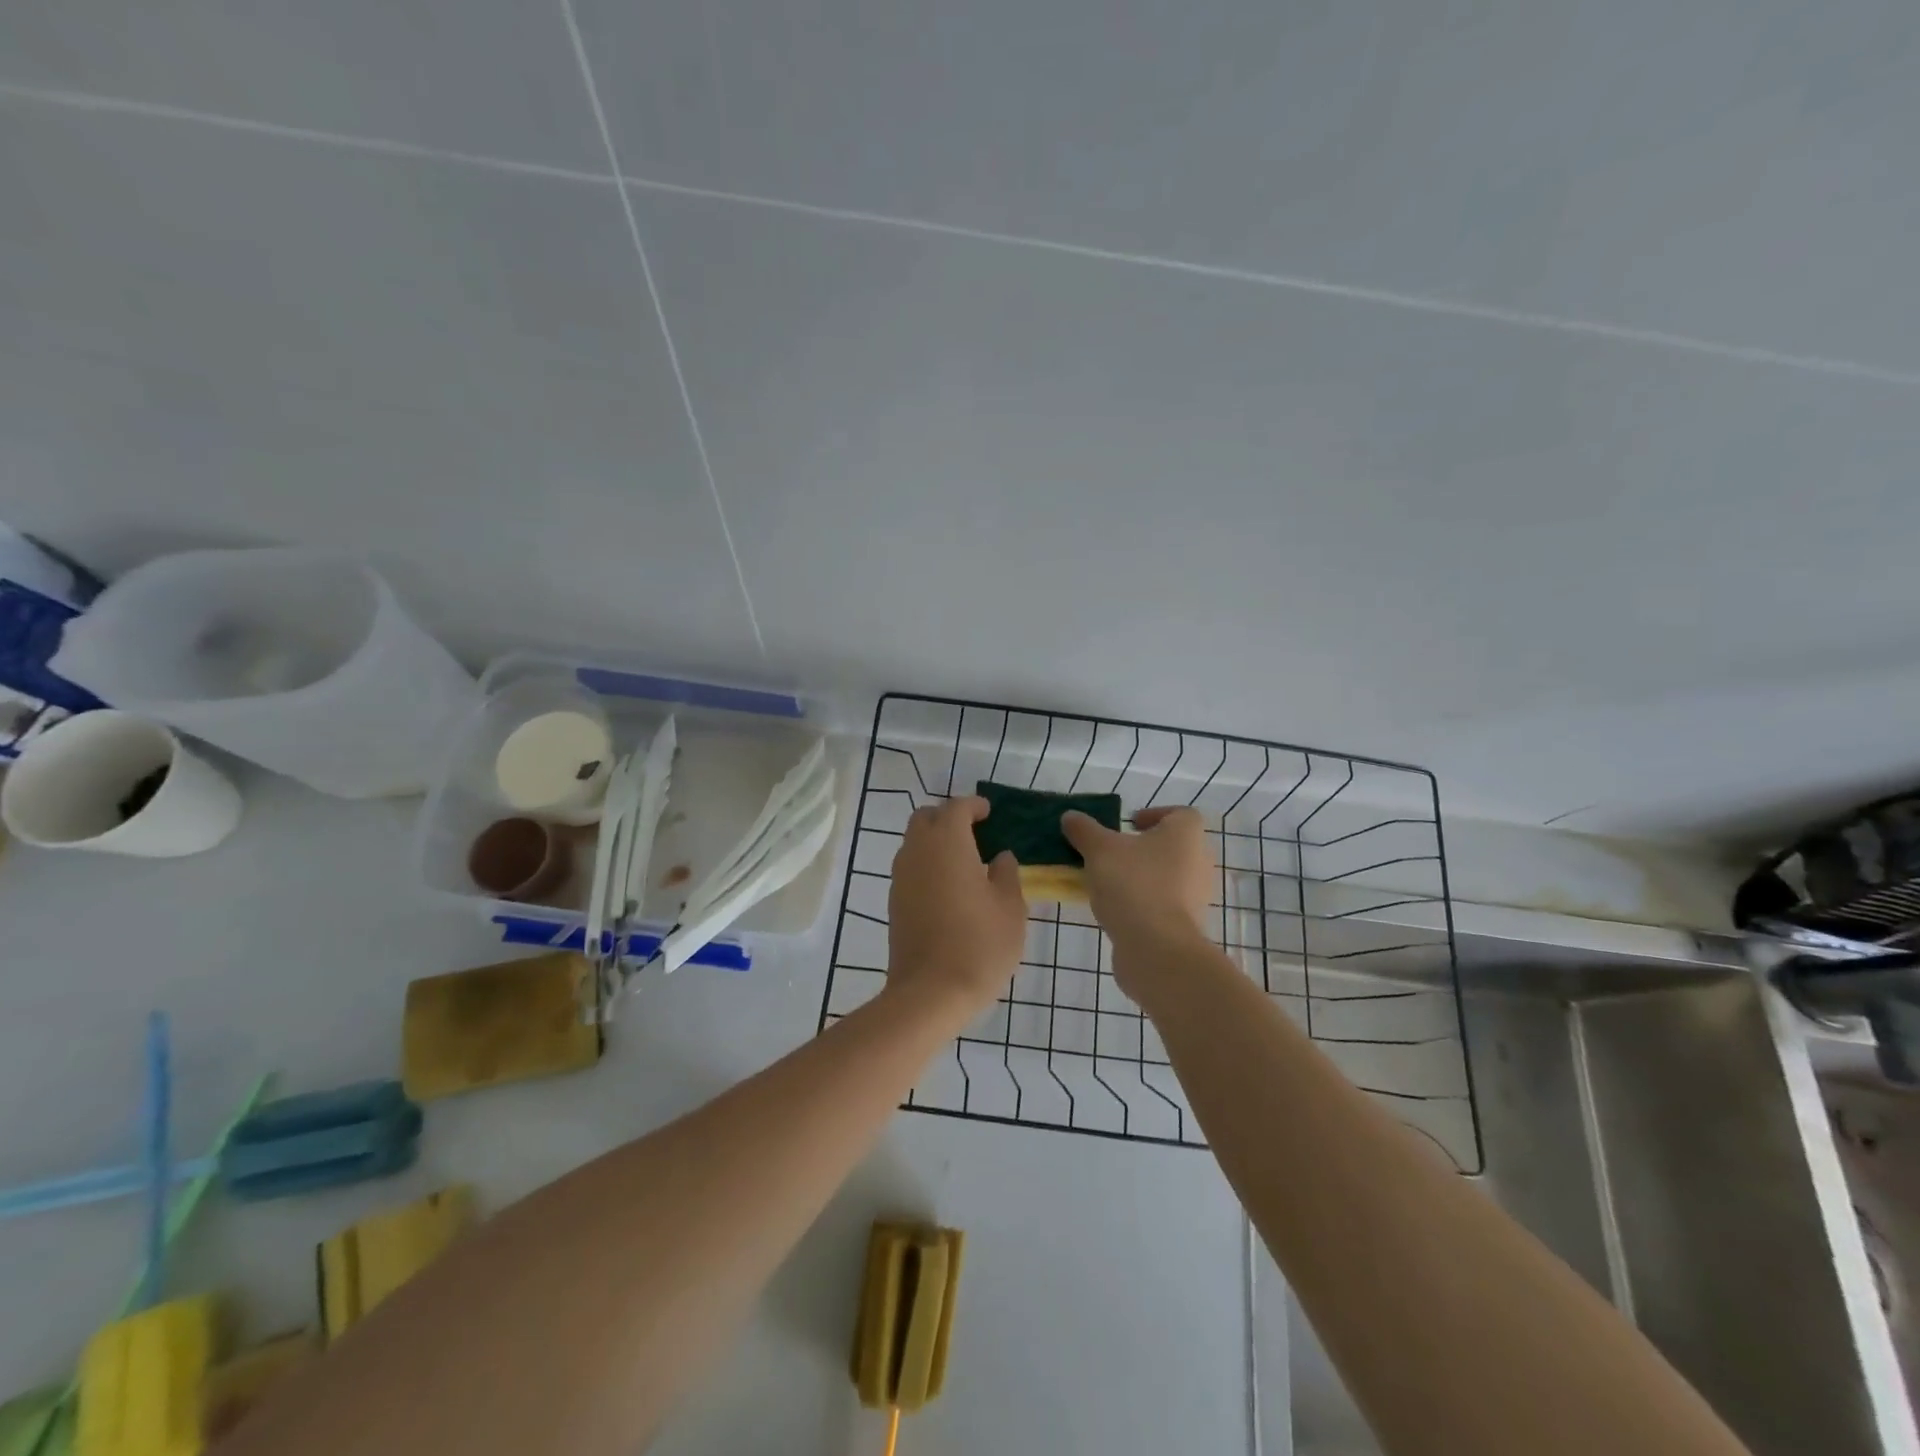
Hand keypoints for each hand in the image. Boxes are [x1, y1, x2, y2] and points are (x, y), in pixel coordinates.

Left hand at [888, 796, 1027, 1015]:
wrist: (930, 992)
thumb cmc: (979, 944)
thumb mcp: (1010, 907)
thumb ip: (1006, 874)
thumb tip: (1000, 857)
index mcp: (947, 843)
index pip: (957, 808)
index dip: (974, 806)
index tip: (989, 812)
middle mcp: (918, 851)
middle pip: (927, 819)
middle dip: (949, 818)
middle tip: (975, 833)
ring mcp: (901, 877)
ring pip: (914, 843)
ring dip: (935, 842)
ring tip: (964, 862)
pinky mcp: (894, 902)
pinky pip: (910, 868)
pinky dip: (927, 865)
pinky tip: (948, 888)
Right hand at [1061, 806, 1213, 999]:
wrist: (1157, 949)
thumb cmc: (1133, 885)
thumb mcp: (1099, 850)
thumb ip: (1084, 830)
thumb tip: (1070, 816)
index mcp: (1187, 834)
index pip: (1179, 814)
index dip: (1153, 815)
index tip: (1127, 826)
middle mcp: (1200, 861)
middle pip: (1172, 846)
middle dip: (1143, 849)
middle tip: (1112, 853)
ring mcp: (1197, 896)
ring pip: (1168, 877)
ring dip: (1142, 876)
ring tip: (1109, 883)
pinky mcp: (1188, 925)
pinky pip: (1165, 904)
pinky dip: (1145, 902)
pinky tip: (1118, 909)